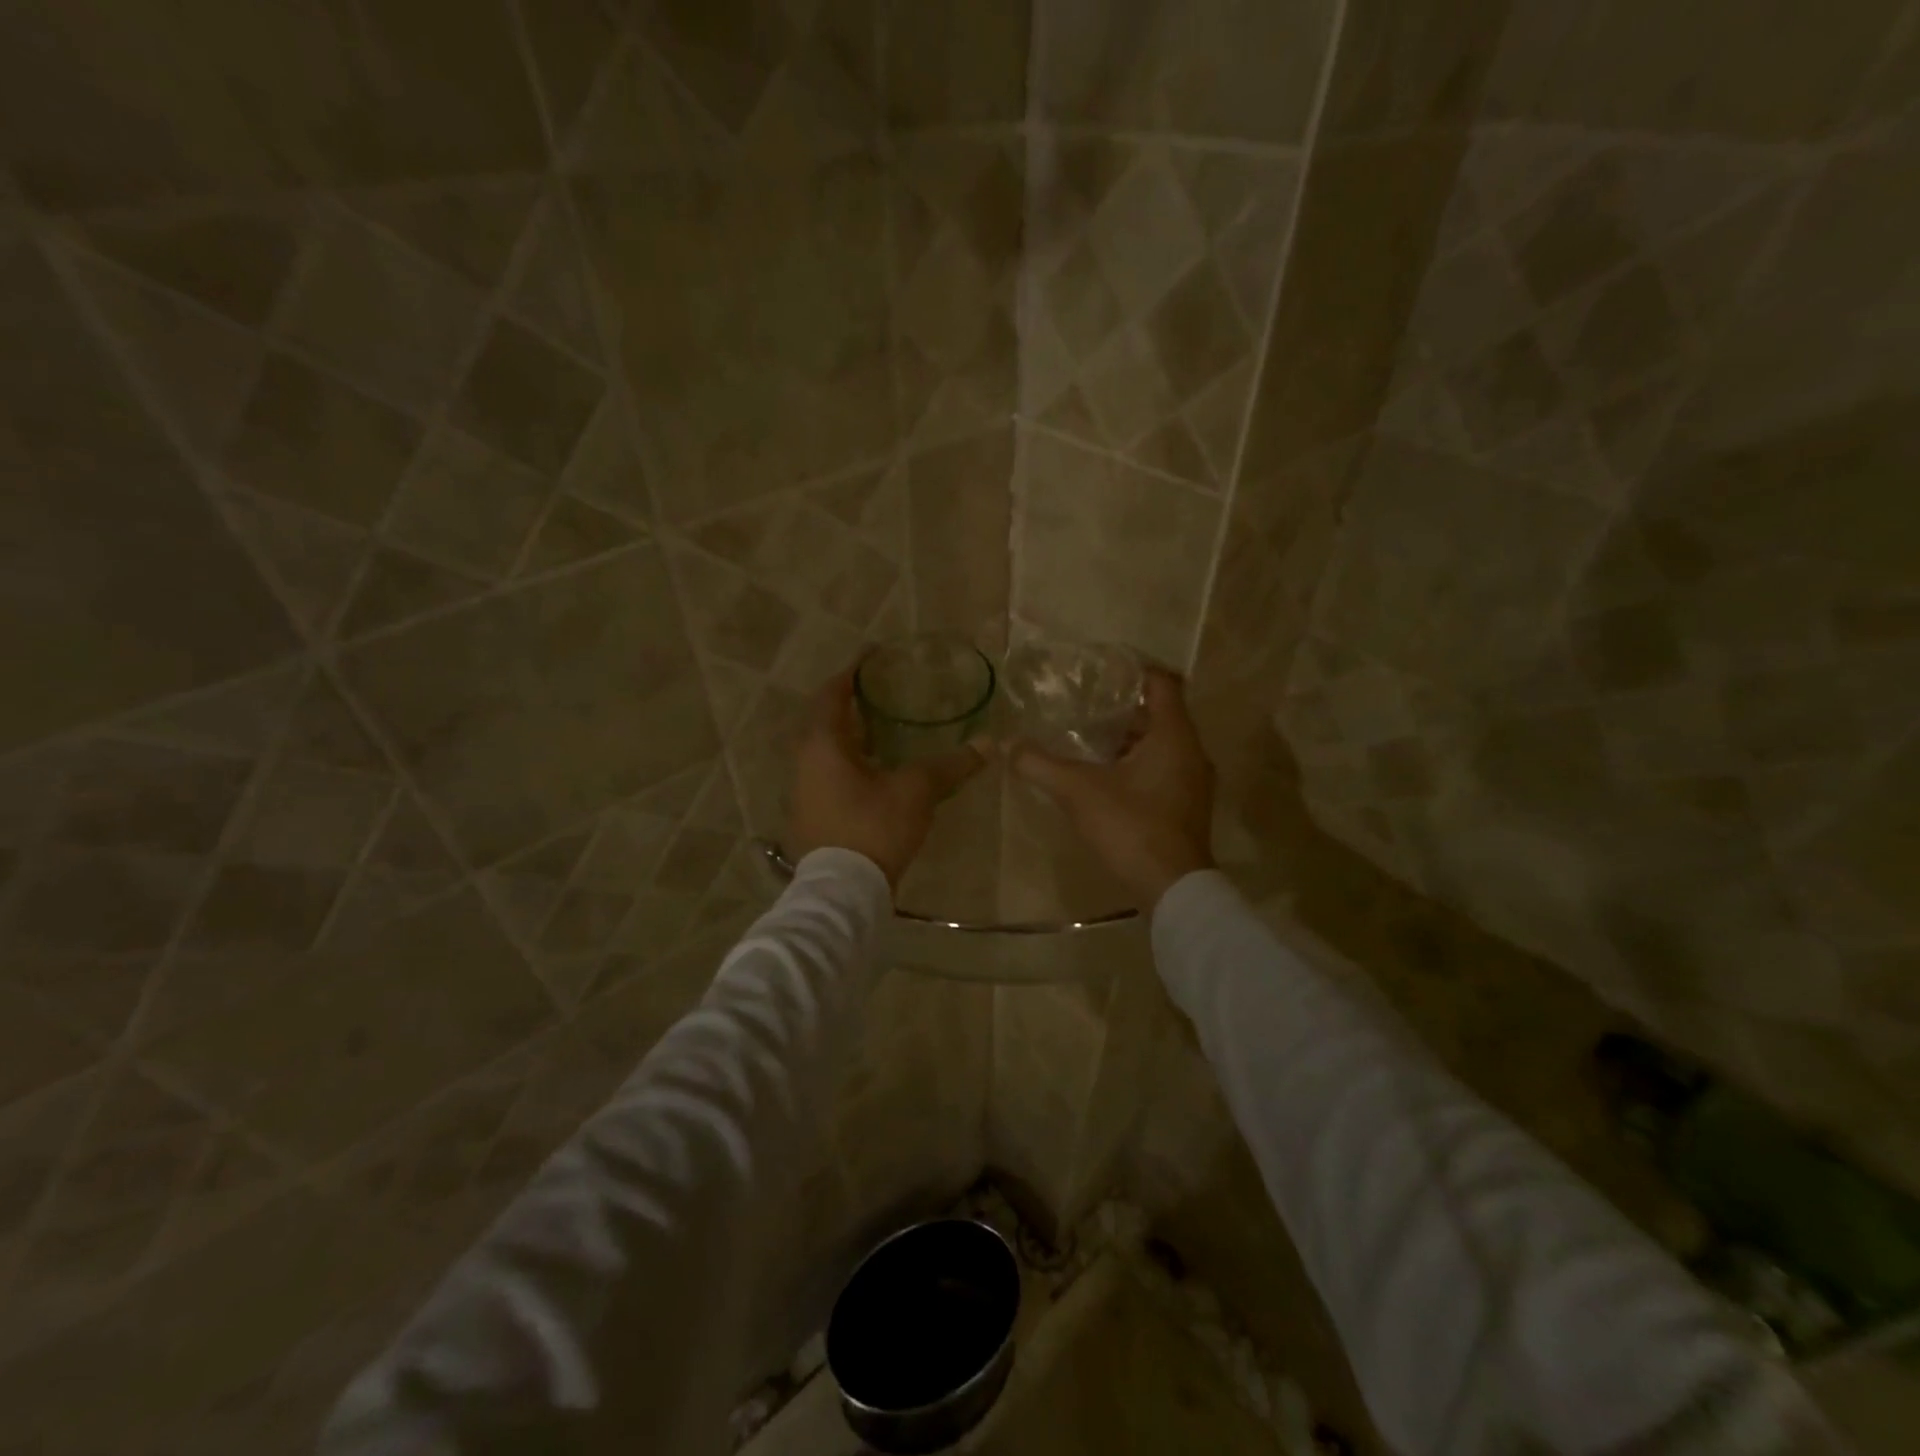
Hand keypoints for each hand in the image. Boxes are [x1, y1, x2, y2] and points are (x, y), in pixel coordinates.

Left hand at [787, 671, 986, 889]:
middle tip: (884, 693)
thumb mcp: (916, 791)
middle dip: (853, 704)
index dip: (851, 673)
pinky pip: (830, 773)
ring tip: (886, 729)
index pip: (831, 694)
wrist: (843, 892)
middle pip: (827, 720)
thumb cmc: (873, 827)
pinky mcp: (813, 814)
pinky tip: (879, 772)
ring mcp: (805, 790)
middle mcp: (805, 762)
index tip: (873, 658)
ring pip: (828, 750)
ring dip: (853, 736)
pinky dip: (851, 762)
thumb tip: (990, 743)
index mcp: (823, 744)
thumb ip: (951, 765)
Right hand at [1009, 668, 1215, 909]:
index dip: (1134, 670)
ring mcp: (1192, 782)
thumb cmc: (1131, 827)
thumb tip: (1007, 744)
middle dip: (1122, 708)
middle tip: (1084, 704)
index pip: (1162, 683)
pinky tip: (1103, 777)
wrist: (1173, 888)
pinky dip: (1135, 764)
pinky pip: (1161, 769)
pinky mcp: (1186, 806)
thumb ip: (1040, 764)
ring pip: (1159, 745)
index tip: (1103, 668)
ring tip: (1086, 738)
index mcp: (1174, 736)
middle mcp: (1190, 752)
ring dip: (1127, 739)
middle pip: (1159, 714)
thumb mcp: (1078, 791)